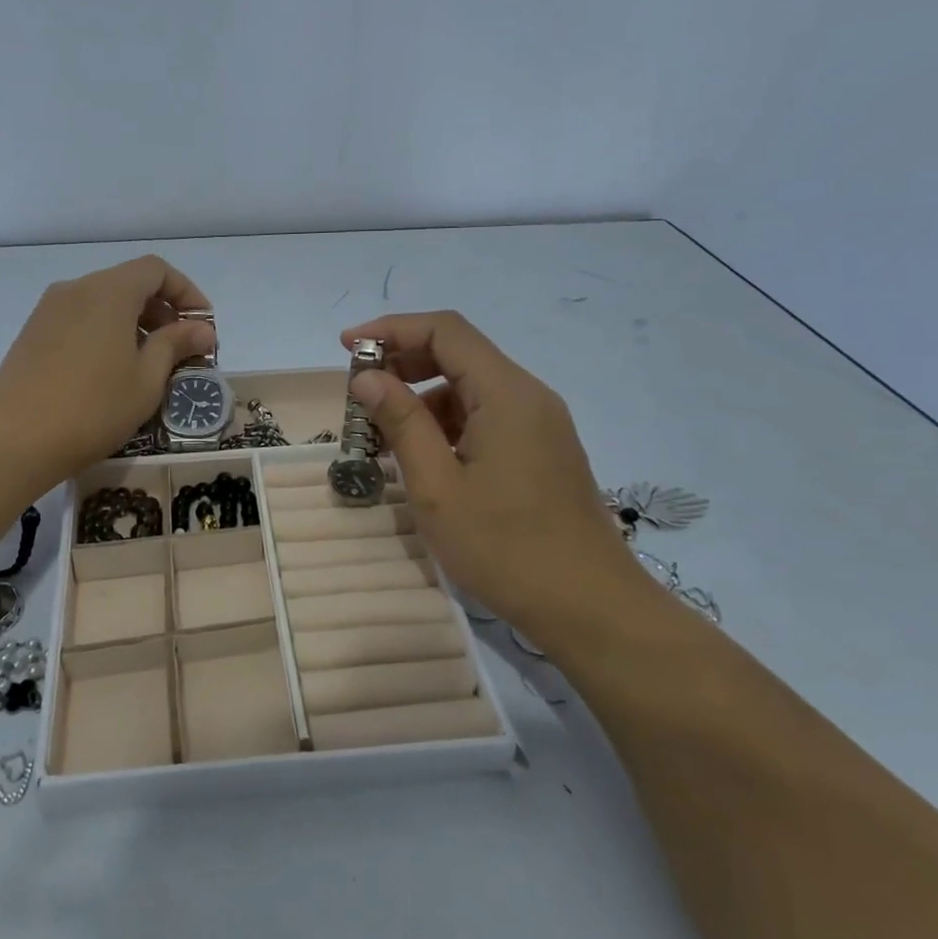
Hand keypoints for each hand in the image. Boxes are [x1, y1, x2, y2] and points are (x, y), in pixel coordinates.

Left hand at [0, 256, 215, 490]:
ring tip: (149, 364)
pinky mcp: (32, 333)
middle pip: (129, 283)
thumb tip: (202, 329)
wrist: (14, 440)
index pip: (156, 270)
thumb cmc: (93, 408)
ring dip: (134, 323)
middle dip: (162, 310)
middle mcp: (76, 289)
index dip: (186, 292)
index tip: (203, 326)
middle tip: (182, 350)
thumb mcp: (147, 380)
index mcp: (109, 291)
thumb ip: (176, 345)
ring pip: (103, 302)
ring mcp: (49, 310)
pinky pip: (80, 319)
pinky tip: (111, 371)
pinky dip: (106, 332)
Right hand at [340, 311, 631, 625]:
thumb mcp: (438, 488)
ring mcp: (540, 424)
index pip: (445, 330)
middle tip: (360, 393)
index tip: (346, 347)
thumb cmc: (506, 548)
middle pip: (459, 353)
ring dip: (423, 397)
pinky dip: (448, 423)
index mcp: (506, 394)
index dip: (392, 330)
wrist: (591, 608)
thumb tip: (367, 377)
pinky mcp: (542, 450)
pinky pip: (488, 416)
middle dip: (403, 363)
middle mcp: (528, 396)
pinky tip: (423, 457)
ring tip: (383, 435)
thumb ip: (401, 423)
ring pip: (471, 387)